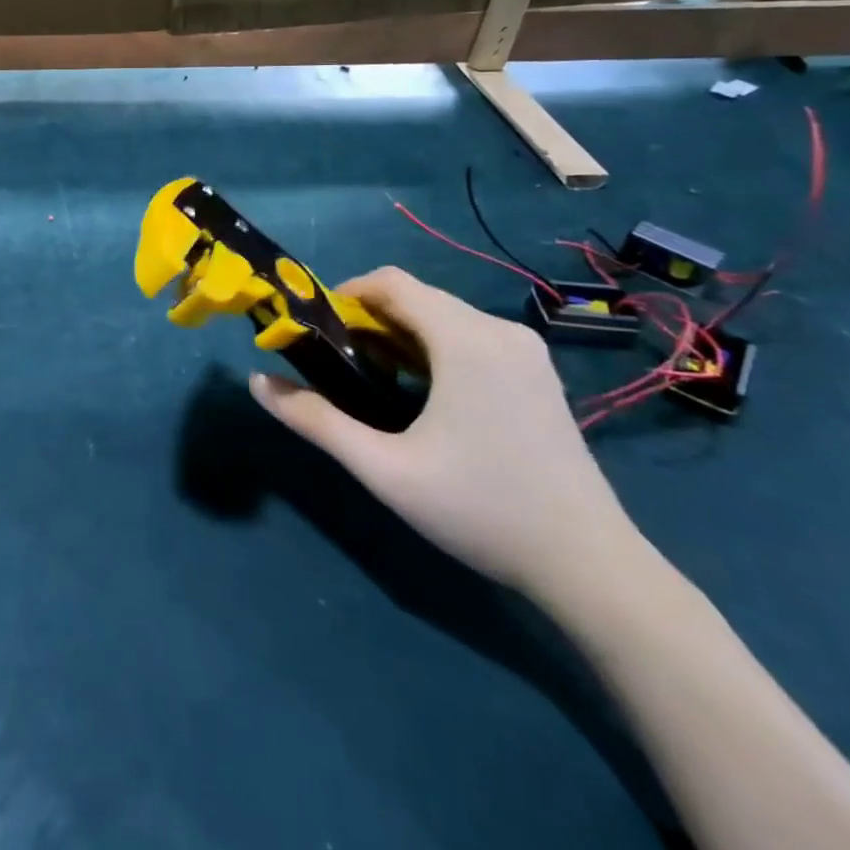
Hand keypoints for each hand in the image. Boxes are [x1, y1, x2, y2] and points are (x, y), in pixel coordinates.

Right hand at [250, 266, 635, 595]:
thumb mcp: (384, 468)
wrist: (591, 567)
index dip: (344, 295)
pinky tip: (422, 393)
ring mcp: (525, 351)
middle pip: (417, 297)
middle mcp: (499, 330)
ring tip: (372, 379)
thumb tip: (258, 383)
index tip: (316, 329)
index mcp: (465, 339)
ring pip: (442, 316)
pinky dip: (432, 347)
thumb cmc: (481, 509)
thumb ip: (316, 421)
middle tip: (337, 362)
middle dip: (368, 319)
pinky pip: (469, 337)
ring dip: (399, 334)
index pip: (391, 282)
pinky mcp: (537, 373)